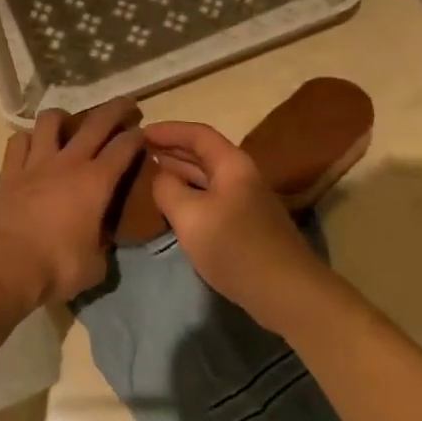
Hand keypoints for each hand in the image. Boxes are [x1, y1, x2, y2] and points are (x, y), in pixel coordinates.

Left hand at [0, 100, 145, 307]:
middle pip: (95, 124)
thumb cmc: (56, 267)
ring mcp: (34, 164)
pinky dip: (28, 139)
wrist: (3, 267)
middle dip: (115, 110)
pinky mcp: (8, 173)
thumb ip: (102, 244)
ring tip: (68, 124)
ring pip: (50, 121)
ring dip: (63, 118)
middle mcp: (68, 164)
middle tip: (125, 105)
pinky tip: (32, 146)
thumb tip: (101, 239)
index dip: (137, 137)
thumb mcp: (95, 264)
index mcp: (96, 182)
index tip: (143, 133)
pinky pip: (18, 142)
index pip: (123, 148)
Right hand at [145, 121, 330, 329]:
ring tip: (147, 174)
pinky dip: (187, 195)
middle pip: (203, 154)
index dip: (168, 130)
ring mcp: (244, 202)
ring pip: (205, 178)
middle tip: (137, 152)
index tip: (139, 132)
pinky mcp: (243, 226)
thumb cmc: (234, 246)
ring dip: (178, 173)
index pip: (198, 134)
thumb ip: (167, 189)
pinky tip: (171, 207)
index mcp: (231, 164)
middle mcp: (240, 177)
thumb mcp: (189, 215)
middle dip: (170, 150)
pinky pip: (209, 199)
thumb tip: (160, 177)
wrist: (284, 290)